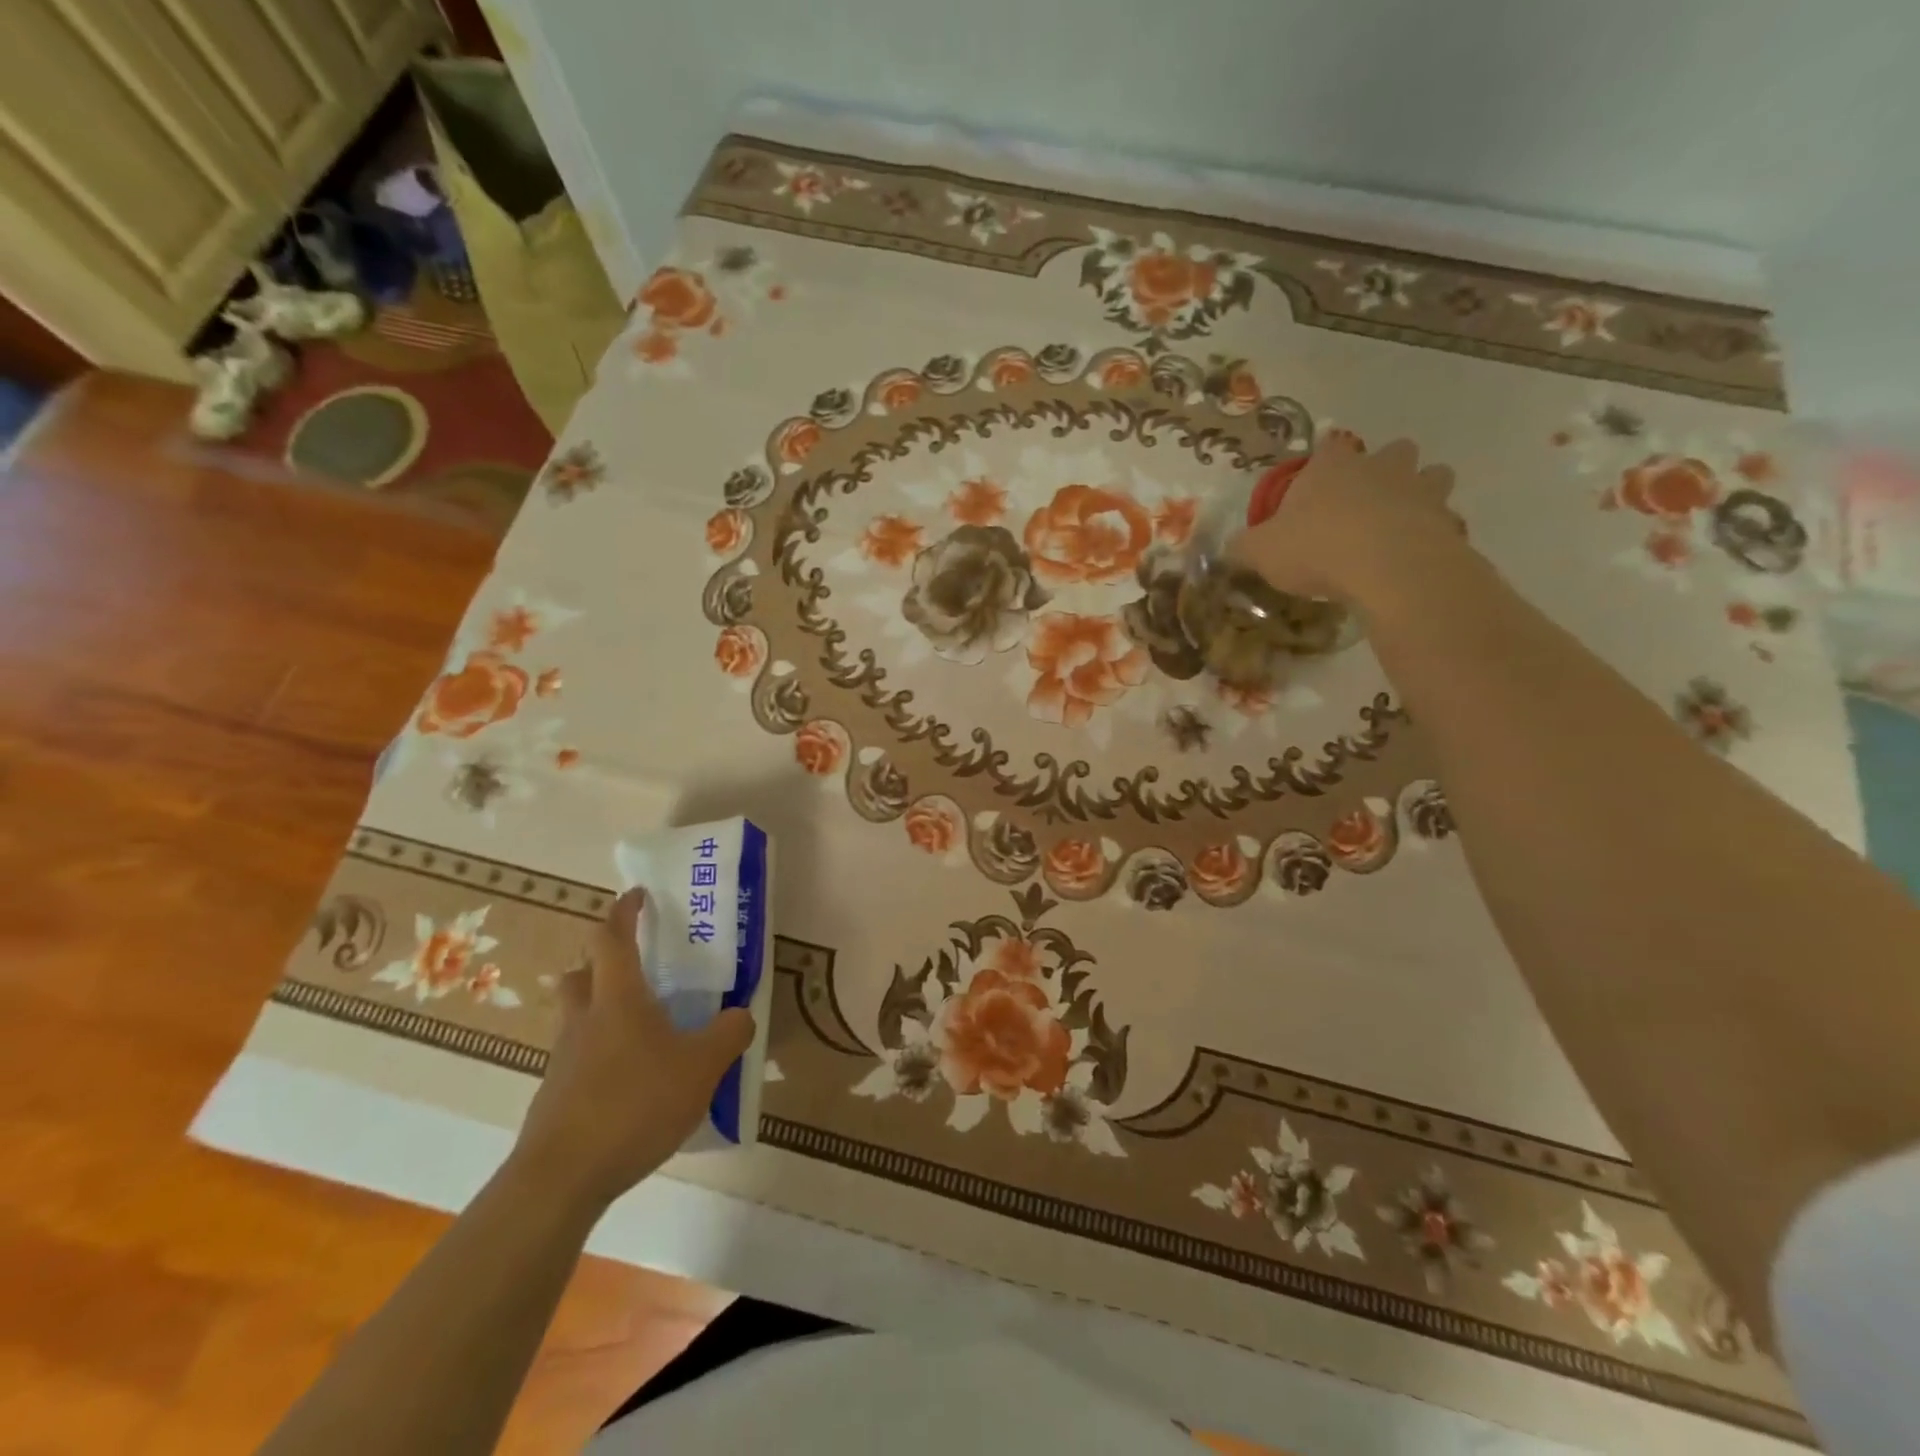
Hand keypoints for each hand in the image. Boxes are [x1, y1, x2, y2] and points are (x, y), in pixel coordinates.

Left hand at [511, 888, 753, 1210]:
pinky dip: (601, 1055)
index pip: (611, 938)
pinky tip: (631, 1082)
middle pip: (581, 974)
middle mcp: (584, 1019)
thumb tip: (742, 1014)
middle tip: (636, 966)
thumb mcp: (702, 1066)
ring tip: (642, 1029)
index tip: (637, 896)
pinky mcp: (555, 1097)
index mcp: (618, 998)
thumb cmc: (635, 1103)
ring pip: (577, 1017)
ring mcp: (564, 1060)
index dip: (623, 912)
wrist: (561, 1178)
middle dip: (602, 961)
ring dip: (601, 1009)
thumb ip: (729, 1034)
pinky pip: (578, 1058)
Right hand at [1227, 437, 1461, 606]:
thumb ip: (1243, 548)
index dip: (1324, 461)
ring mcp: (1420, 489)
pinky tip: (1416, 555)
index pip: (1329, 447)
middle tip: (1367, 501)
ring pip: (1433, 475)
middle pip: (1394, 450)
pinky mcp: (1447, 520)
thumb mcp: (1260, 552)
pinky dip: (1435, 532)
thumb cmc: (1317, 548)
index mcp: (1331, 467)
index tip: (1318, 478)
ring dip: (1421, 491)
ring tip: (1401, 522)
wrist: (1387, 567)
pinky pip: (1445, 519)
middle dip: (1386, 468)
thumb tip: (1229, 548)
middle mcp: (1379, 467)